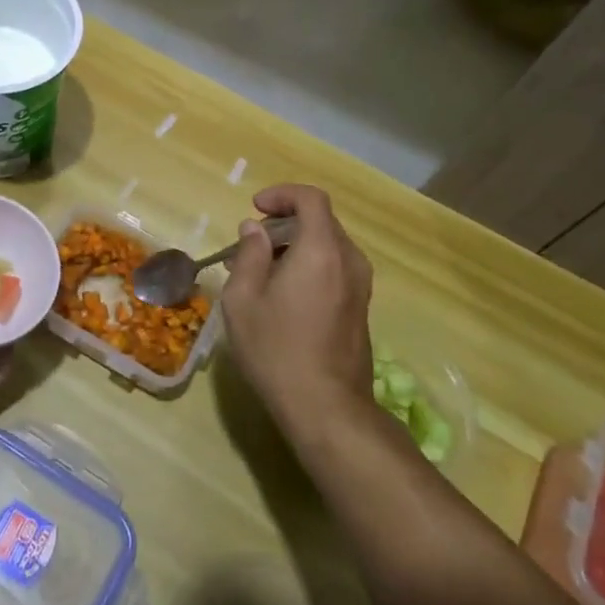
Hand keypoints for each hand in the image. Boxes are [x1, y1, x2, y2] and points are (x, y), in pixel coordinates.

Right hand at [221, 184, 373, 437]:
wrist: (327, 409)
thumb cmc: (276, 349)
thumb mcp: (243, 299)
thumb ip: (249, 255)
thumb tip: (254, 229)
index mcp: (322, 251)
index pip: (311, 199)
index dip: (282, 195)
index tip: (255, 208)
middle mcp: (349, 261)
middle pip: (320, 221)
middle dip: (284, 223)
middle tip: (250, 244)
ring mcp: (360, 287)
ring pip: (328, 246)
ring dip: (296, 246)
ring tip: (261, 270)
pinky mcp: (361, 309)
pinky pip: (335, 269)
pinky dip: (309, 266)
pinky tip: (283, 294)